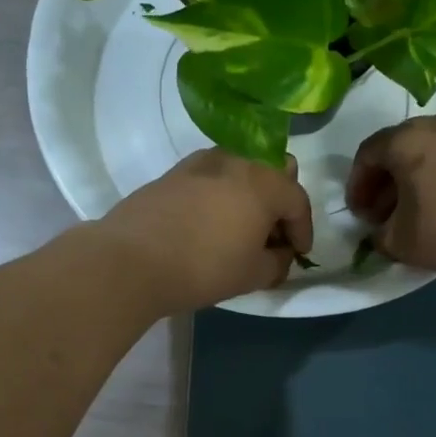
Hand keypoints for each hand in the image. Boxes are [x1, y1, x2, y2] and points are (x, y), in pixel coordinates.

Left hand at [95, 150, 314, 313]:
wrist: (132, 260)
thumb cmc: (204, 267)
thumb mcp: (253, 275)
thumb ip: (278, 262)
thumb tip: (281, 254)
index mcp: (265, 183)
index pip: (298, 201)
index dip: (303, 230)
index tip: (298, 254)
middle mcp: (238, 161)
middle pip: (275, 168)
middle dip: (281, 199)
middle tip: (272, 233)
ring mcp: (203, 161)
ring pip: (242, 166)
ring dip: (251, 192)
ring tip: (240, 227)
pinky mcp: (175, 171)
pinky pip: (212, 175)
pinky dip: (221, 192)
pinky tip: (210, 222)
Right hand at [346, 111, 435, 282]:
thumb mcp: (401, 242)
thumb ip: (379, 234)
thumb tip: (381, 230)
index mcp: (407, 139)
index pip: (367, 154)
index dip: (357, 185)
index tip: (359, 214)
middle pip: (397, 147)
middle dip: (384, 180)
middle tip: (381, 213)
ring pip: (426, 149)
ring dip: (411, 176)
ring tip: (412, 210)